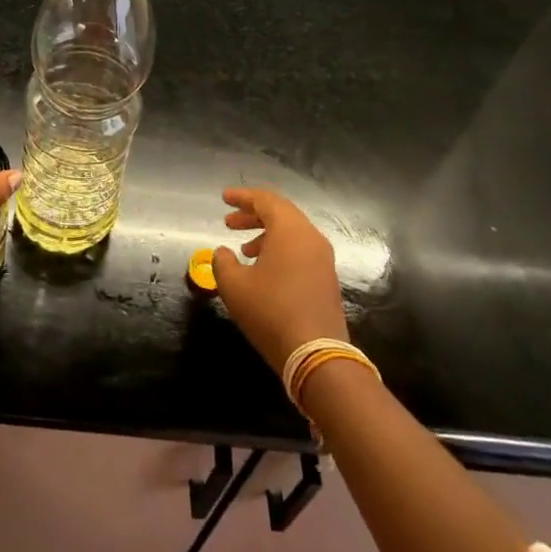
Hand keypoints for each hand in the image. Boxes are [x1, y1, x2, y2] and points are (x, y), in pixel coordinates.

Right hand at [212, 188, 348, 372]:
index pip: (265, 200)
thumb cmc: (270, 311)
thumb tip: (223, 252)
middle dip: (253, 215)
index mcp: (290, 230)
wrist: (316, 355)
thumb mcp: (234, 286)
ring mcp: (323, 259)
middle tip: (229, 222)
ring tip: (244, 249)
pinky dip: (280, 249)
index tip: (224, 198)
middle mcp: (311, 238)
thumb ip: (223, 262)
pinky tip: (263, 269)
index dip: (242, 196)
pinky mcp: (327, 279)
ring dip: (266, 234)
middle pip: (281, 213)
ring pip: (292, 233)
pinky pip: (301, 250)